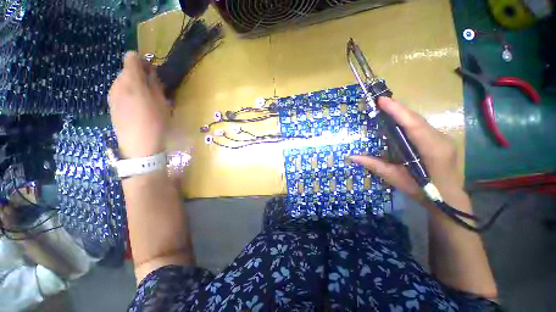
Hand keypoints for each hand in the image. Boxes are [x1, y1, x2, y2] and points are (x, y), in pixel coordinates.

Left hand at [108, 52, 169, 158]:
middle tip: (152, 90)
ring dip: (134, 86)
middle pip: (127, 71)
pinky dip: (128, 94)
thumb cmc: (156, 122)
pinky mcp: (111, 105)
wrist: (139, 144)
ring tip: (145, 101)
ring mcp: (112, 95)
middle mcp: (118, 84)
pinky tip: (136, 108)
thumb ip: (155, 84)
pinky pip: (119, 92)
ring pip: (122, 82)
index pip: (131, 58)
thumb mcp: (163, 102)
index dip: (142, 61)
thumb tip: (151, 73)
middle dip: (139, 76)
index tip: (152, 72)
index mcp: (132, 81)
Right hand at [350, 97, 463, 205]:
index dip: (398, 111)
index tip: (382, 100)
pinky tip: (399, 119)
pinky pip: (422, 126)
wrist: (448, 198)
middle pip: (417, 119)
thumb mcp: (395, 178)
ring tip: (387, 107)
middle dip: (398, 108)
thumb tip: (352, 157)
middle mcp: (440, 140)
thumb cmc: (422, 190)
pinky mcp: (441, 140)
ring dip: (403, 113)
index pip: (413, 125)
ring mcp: (443, 138)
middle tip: (381, 102)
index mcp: (431, 149)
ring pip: (420, 121)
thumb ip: (374, 165)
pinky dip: (409, 120)